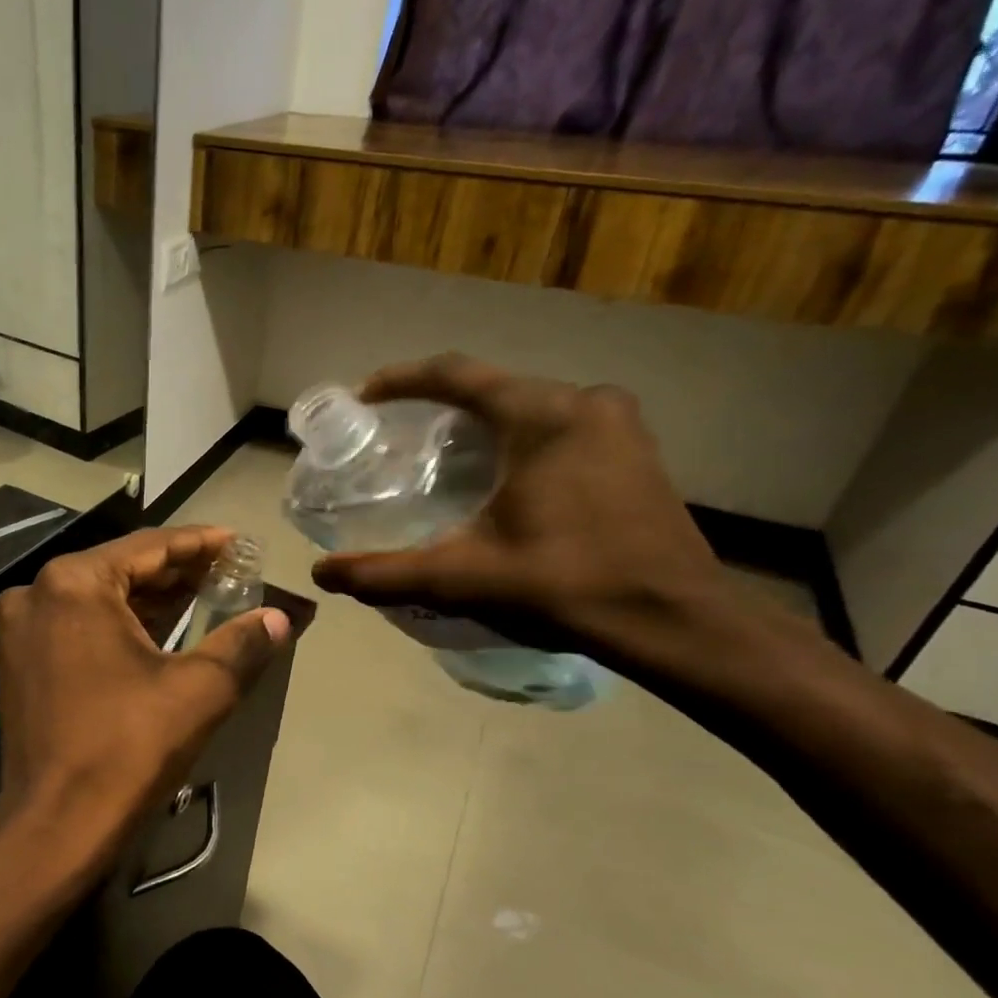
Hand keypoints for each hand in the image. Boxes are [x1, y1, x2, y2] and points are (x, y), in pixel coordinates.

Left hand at [0, 527, 289, 884]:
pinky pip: (75, 624)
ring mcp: (19, 629)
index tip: (237, 543)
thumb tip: (279, 618)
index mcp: (73, 584)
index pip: (149, 547)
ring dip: (147, 598)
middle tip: (227, 572)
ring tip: (202, 596)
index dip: (199, 544)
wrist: (57, 824)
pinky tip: (156, 629)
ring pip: (96, 598)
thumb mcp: (198, 690)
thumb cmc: (127, 747)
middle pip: (119, 569)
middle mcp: (36, 593)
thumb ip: (242, 643)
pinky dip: (116, 623)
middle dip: (175, 571)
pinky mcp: (17, 661)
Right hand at [310, 355, 728, 655]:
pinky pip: (561, 425)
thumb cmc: (564, 586)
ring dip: (482, 423)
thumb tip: (321, 574)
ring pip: (530, 406)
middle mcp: (585, 402)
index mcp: (542, 415)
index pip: (456, 375)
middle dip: (440, 405)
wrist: (676, 621)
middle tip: (397, 435)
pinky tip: (500, 477)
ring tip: (441, 457)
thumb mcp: (461, 578)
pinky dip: (520, 439)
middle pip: (493, 388)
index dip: (402, 379)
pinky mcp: (637, 451)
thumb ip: (384, 573)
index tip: (363, 396)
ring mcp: (620, 424)